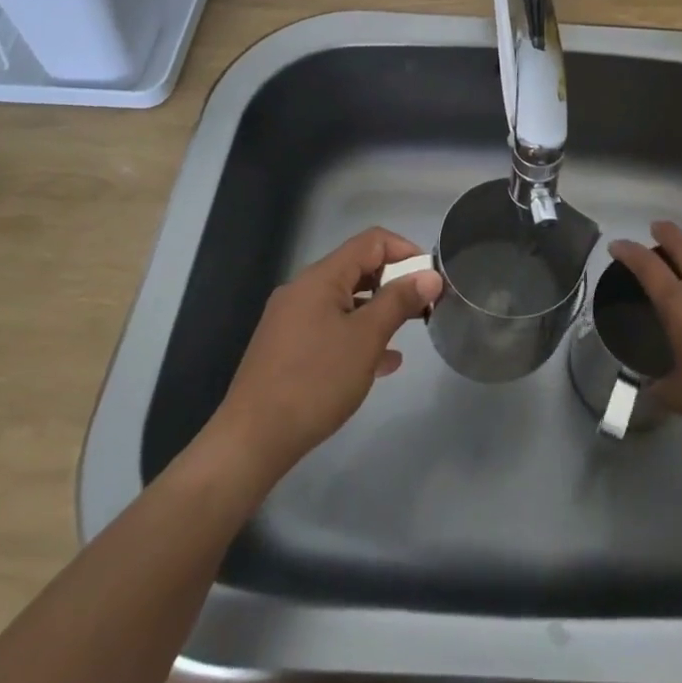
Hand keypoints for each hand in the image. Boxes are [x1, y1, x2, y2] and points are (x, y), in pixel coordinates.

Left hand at [210, 227, 441, 482]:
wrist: (251, 441)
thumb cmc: (315, 381)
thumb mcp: (366, 338)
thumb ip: (399, 301)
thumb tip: (430, 276)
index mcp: (321, 278)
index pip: (371, 241)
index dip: (406, 251)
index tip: (430, 278)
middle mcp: (303, 290)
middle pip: (357, 269)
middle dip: (394, 283)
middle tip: (423, 307)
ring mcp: (291, 320)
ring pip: (345, 301)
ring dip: (377, 311)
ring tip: (406, 334)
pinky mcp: (286, 349)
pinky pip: (330, 328)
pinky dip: (356, 335)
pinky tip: (380, 363)